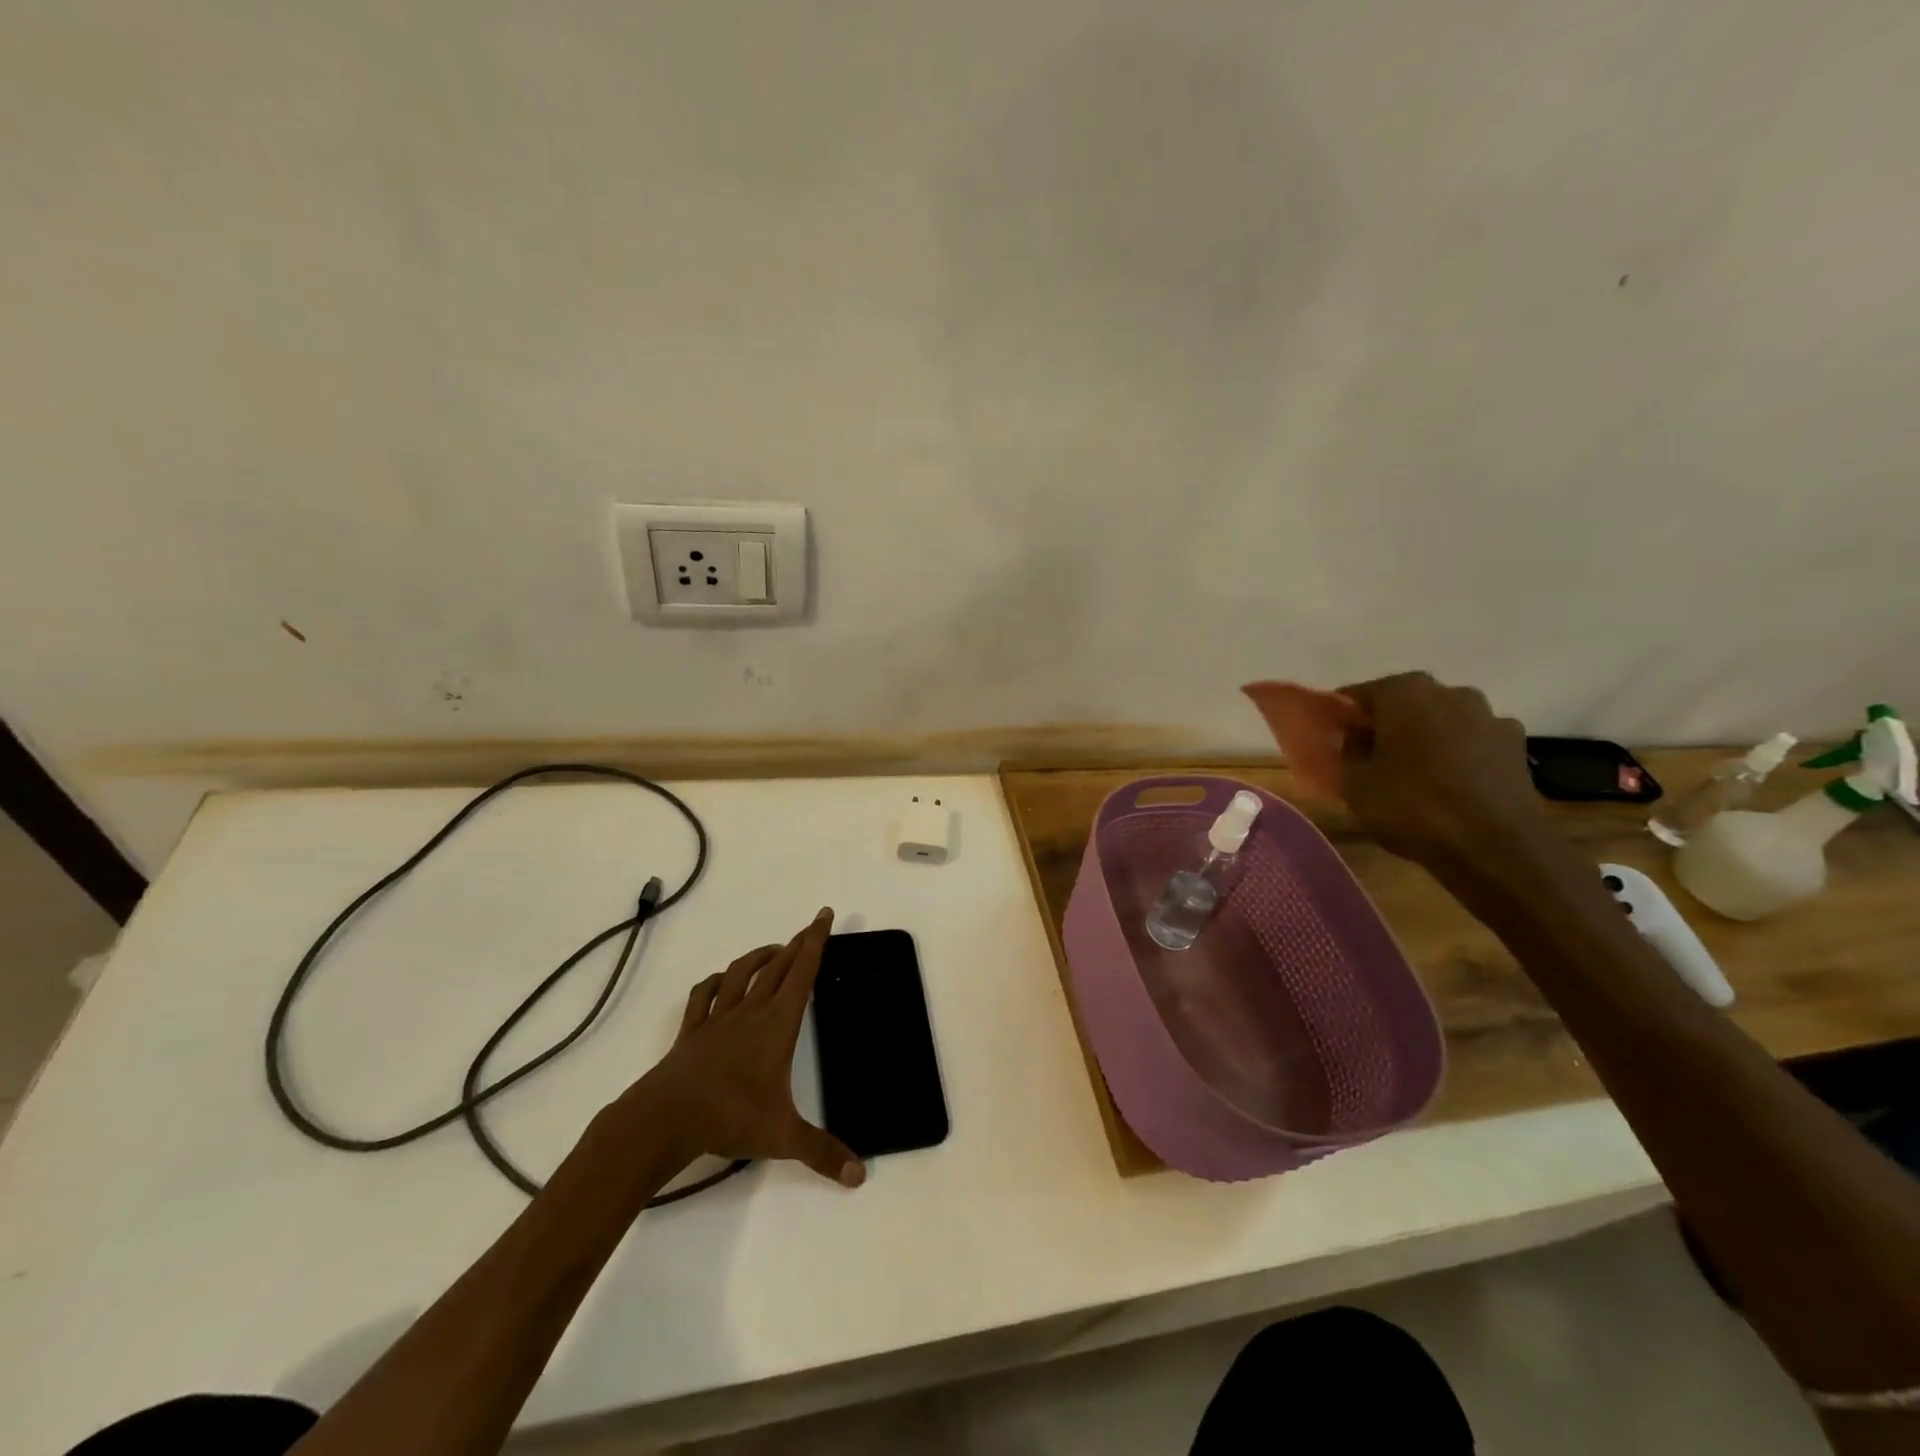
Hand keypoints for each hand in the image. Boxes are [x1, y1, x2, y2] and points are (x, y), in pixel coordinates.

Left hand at [628, 908, 863, 1187]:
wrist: (665, 1119)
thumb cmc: (729, 1118)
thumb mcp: (782, 1137)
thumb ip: (822, 1153)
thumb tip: (860, 1176)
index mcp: (777, 1024)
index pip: (803, 973)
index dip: (816, 941)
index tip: (824, 915)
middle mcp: (751, 1011)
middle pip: (778, 966)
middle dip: (797, 943)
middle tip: (811, 927)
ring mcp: (718, 1019)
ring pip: (743, 973)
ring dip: (761, 956)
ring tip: (775, 950)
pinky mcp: (692, 1031)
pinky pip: (705, 995)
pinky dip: (716, 982)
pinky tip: (722, 981)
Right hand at [1336, 672, 1550, 871]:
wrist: (1494, 847)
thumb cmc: (1411, 807)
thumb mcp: (1355, 783)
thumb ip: (1348, 750)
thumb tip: (1354, 736)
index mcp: (1405, 692)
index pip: (1360, 695)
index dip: (1345, 717)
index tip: (1335, 739)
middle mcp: (1450, 693)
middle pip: (1406, 703)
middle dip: (1388, 725)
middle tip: (1371, 757)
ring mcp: (1489, 717)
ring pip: (1442, 722)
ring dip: (1427, 739)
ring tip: (1414, 775)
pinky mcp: (1516, 746)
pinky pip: (1472, 744)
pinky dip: (1458, 757)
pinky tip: (1450, 786)